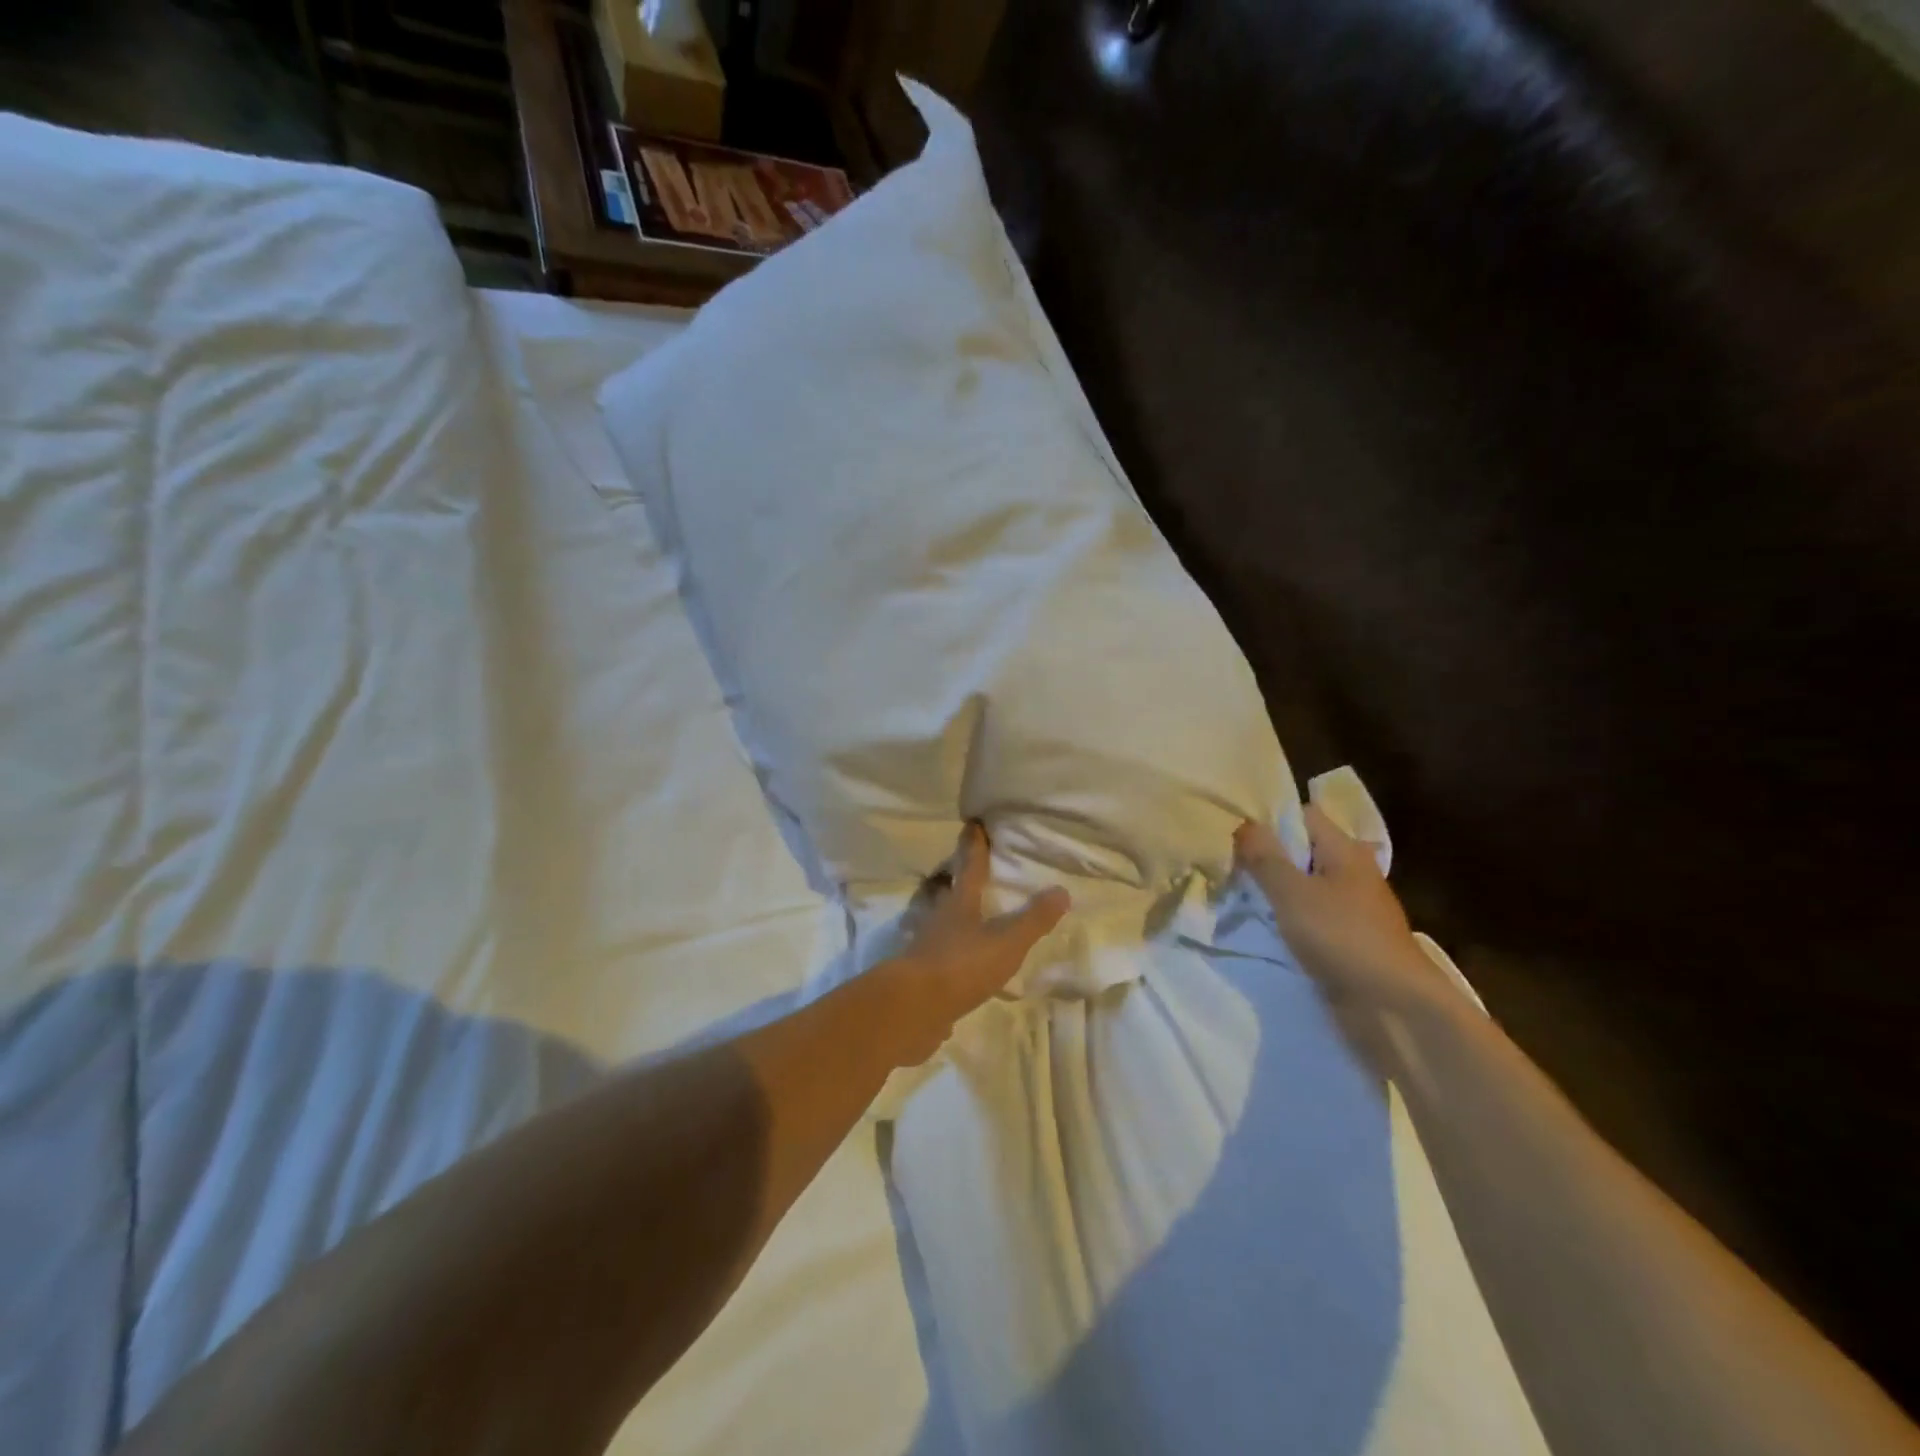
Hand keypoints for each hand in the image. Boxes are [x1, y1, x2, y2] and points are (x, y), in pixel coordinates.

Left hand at [877, 822, 1069, 1066]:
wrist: (912, 1008)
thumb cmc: (961, 965)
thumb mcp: (1006, 942)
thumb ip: (1033, 919)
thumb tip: (1062, 890)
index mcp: (960, 903)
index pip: (970, 866)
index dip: (974, 845)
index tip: (973, 824)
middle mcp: (939, 918)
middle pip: (950, 892)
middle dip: (960, 880)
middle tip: (970, 870)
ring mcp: (926, 947)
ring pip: (942, 923)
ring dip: (954, 918)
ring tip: (969, 918)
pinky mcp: (921, 976)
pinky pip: (939, 958)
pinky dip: (950, 956)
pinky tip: (960, 967)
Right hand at [1235, 805, 1445, 1015]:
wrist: (1394, 1009)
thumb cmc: (1343, 938)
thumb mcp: (1293, 892)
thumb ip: (1265, 857)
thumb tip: (1243, 824)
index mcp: (1345, 850)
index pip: (1303, 816)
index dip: (1268, 819)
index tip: (1232, 832)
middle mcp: (1350, 873)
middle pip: (1301, 851)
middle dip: (1265, 857)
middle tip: (1224, 862)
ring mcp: (1350, 909)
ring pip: (1302, 886)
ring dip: (1273, 890)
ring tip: (1233, 893)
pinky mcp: (1346, 941)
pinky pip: (1308, 917)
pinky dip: (1285, 918)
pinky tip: (1260, 925)